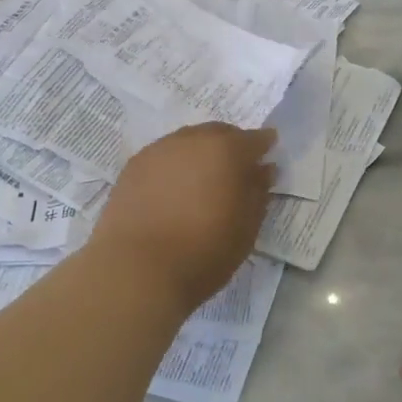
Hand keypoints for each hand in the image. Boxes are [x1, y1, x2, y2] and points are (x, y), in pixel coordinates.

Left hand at [91, 123, 276, 311]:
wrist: (137, 268)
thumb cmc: (204, 252)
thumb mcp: (246, 228)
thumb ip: (258, 192)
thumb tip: (263, 169)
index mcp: (226, 150)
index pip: (254, 139)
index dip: (264, 146)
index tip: (267, 157)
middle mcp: (192, 140)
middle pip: (218, 133)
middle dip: (231, 146)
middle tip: (236, 171)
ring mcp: (158, 150)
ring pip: (188, 142)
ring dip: (200, 154)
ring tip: (202, 181)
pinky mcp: (133, 166)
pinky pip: (163, 156)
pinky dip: (175, 165)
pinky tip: (174, 189)